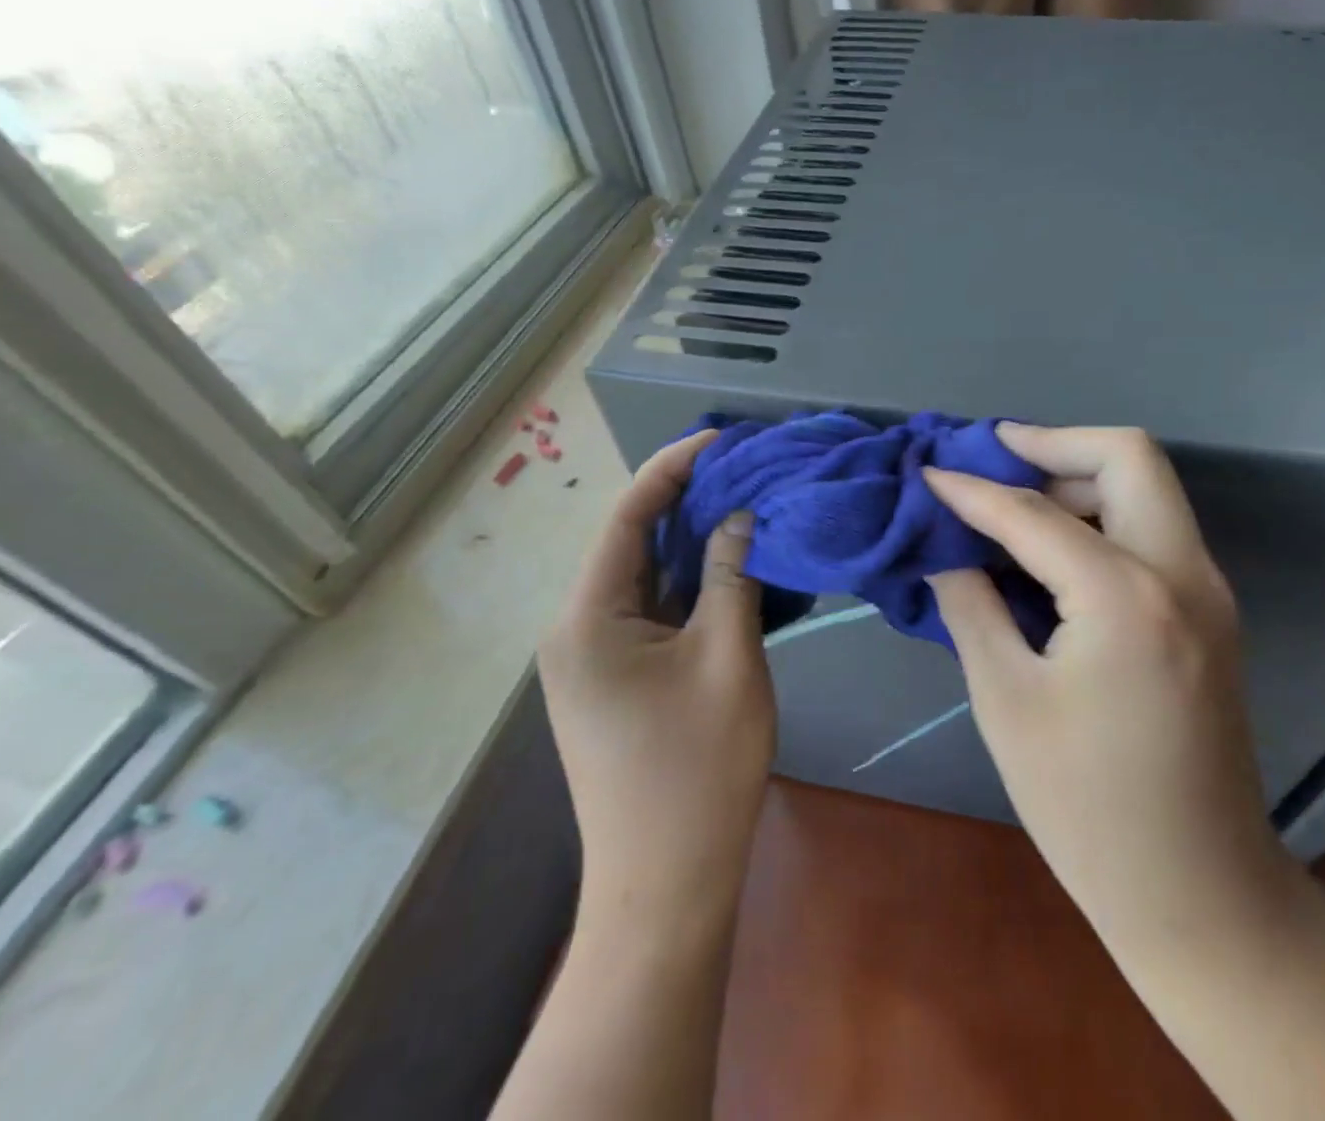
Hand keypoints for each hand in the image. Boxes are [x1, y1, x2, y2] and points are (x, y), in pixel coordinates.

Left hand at [540, 430, 773, 928]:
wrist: (666, 885)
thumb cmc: (698, 770)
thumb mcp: (727, 658)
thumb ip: (734, 575)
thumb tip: (741, 512)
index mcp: (588, 617)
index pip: (628, 515)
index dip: (674, 467)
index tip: (724, 439)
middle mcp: (576, 628)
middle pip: (633, 541)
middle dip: (688, 500)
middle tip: (748, 469)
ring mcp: (593, 656)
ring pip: (646, 576)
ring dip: (693, 542)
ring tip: (748, 502)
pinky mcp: (615, 678)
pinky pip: (652, 610)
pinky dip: (691, 583)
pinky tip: (734, 563)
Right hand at [924, 425, 1298, 956]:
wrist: (1198, 890)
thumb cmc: (1085, 806)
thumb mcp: (1006, 700)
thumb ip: (971, 604)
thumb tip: (945, 548)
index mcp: (1127, 597)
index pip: (1035, 512)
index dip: (972, 488)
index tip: (929, 470)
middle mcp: (1182, 573)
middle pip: (1127, 456)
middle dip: (1053, 444)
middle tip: (993, 459)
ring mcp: (1207, 589)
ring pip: (1147, 485)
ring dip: (1079, 475)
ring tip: (1014, 499)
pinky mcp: (1209, 610)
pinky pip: (1154, 527)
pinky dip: (1102, 513)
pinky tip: (1053, 544)